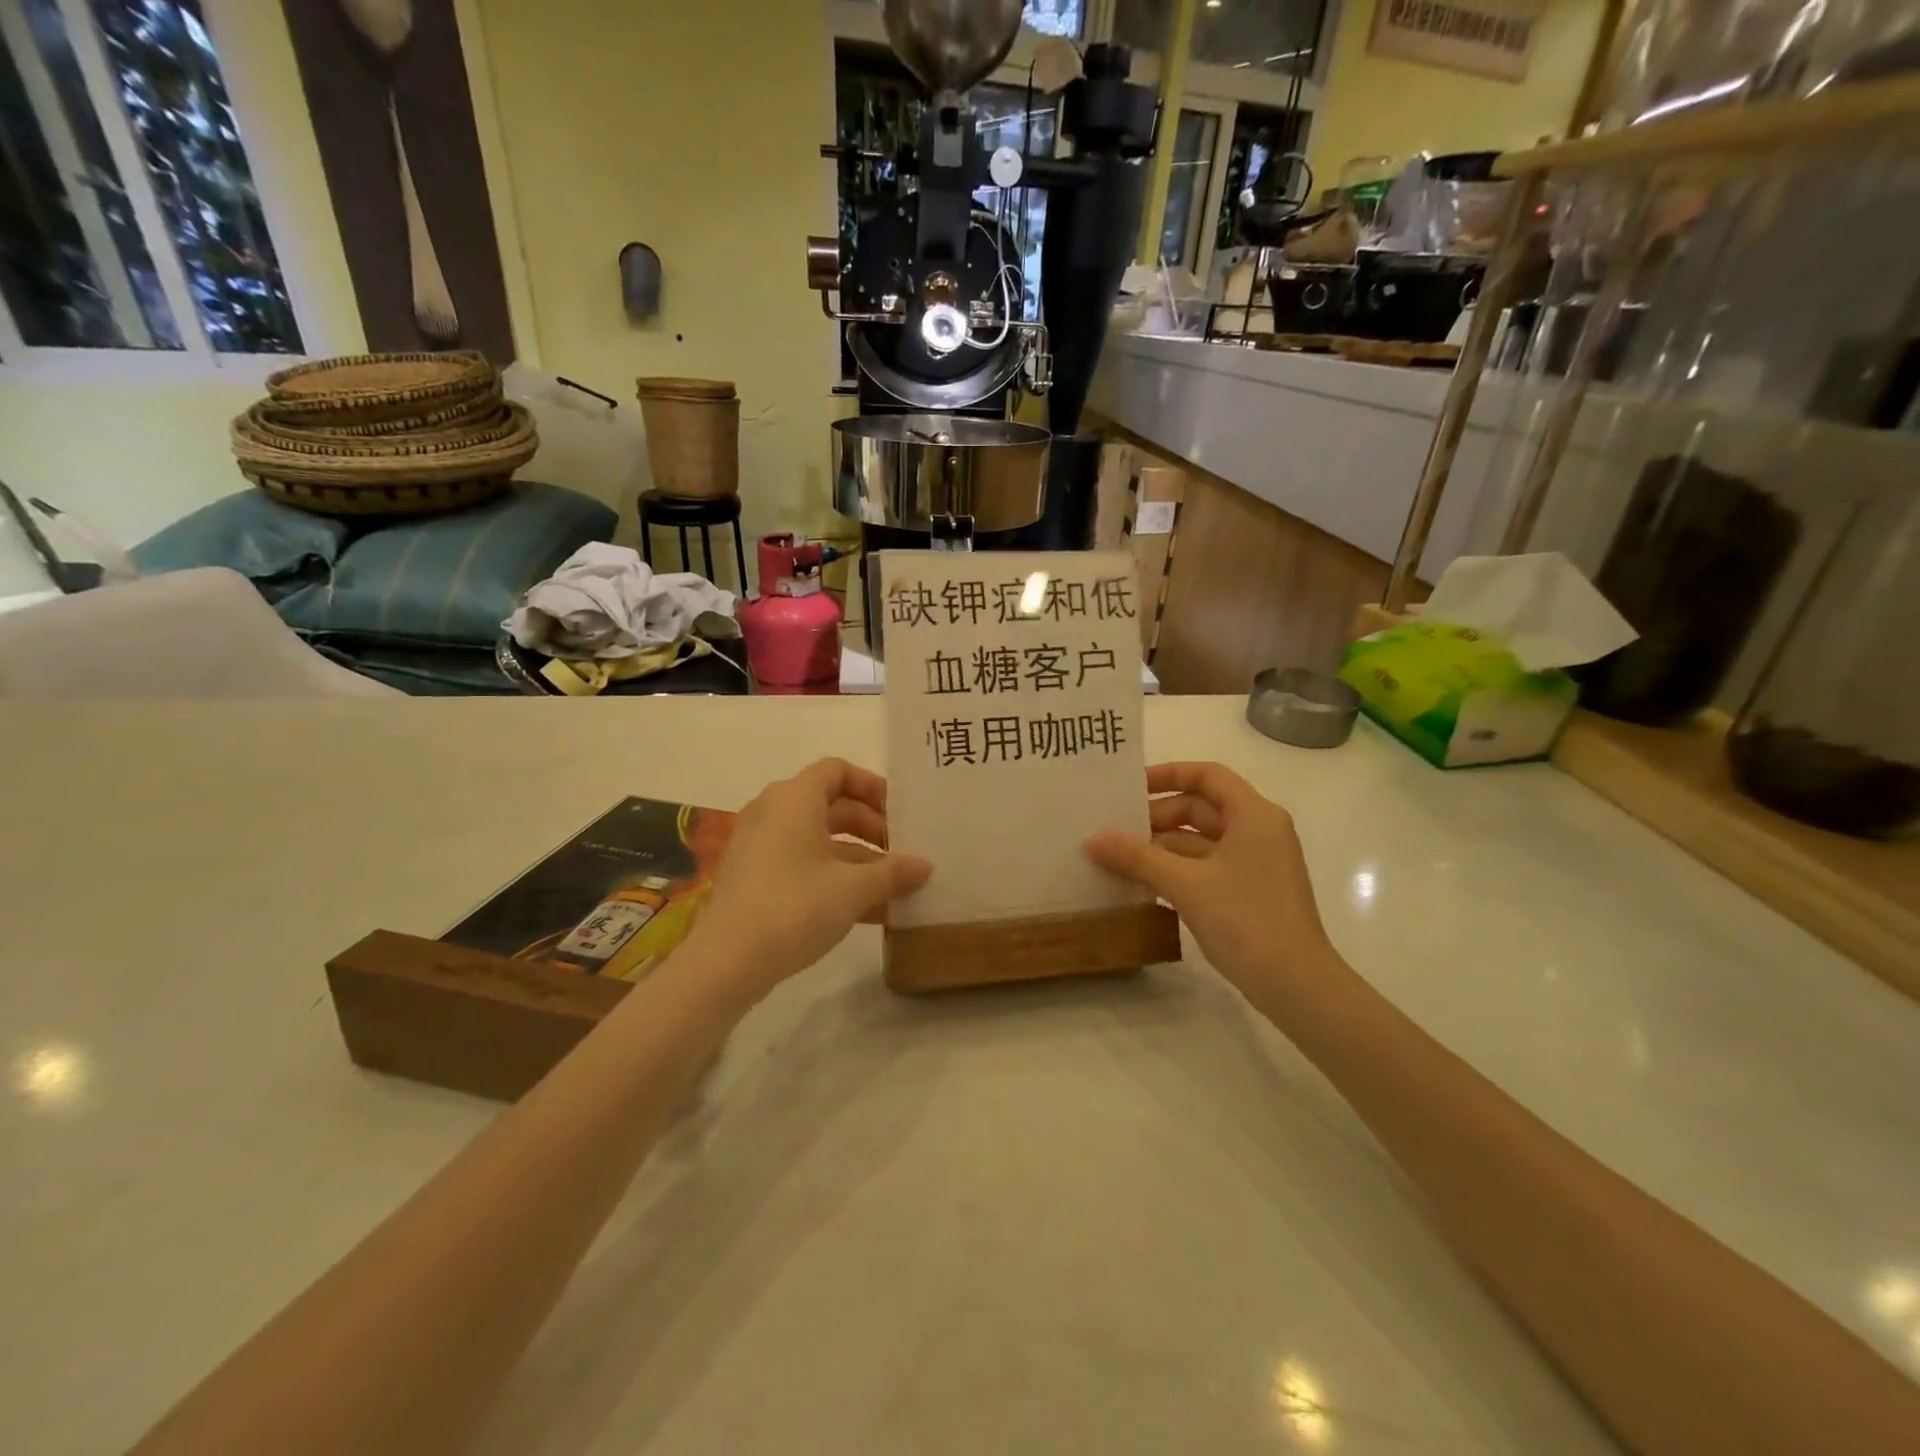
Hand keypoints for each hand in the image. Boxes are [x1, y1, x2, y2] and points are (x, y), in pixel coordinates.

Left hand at [691, 758, 931, 998]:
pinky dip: (833, 877)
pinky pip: (802, 864)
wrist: (727, 961)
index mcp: (795, 798)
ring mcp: (760, 846)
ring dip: (857, 859)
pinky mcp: (754, 878)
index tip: (899, 813)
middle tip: (902, 852)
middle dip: (870, 827)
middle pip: (831, 805)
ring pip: (818, 840)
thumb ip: (893, 872)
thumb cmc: (795, 906)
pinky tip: (867, 910)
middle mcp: (773, 812)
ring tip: (893, 887)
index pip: (837, 770)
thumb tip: (925, 866)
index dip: (871, 786)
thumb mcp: (853, 889)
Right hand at [1085, 762, 1332, 998]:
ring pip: (1200, 841)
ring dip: (1161, 848)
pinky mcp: (1249, 892)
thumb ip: (1137, 857)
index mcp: (1253, 815)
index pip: (1207, 775)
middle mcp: (1258, 831)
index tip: (1130, 788)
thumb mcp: (1185, 883)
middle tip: (1114, 831)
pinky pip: (1206, 868)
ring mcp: (1256, 864)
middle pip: (1200, 808)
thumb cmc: (1245, 919)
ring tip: (1118, 858)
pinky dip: (1176, 871)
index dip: (1167, 775)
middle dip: (1157, 817)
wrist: (1296, 986)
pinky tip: (1142, 884)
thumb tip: (1092, 840)